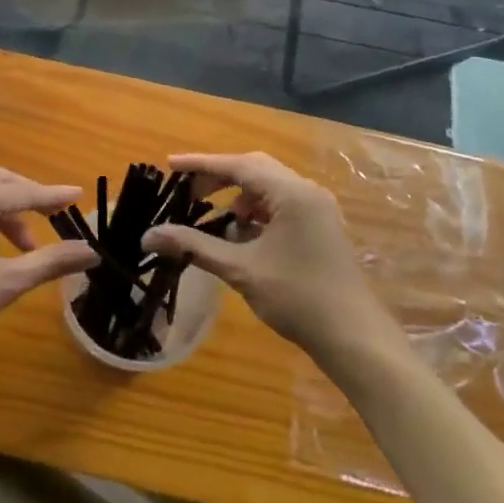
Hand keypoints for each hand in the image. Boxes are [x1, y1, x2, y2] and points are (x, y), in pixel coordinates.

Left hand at [0, 168, 97, 363]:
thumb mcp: (7, 283)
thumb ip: (50, 262)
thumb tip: (91, 251)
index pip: (22, 191)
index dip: (53, 195)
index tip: (79, 195)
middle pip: (0, 183)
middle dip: (29, 196)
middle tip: (54, 216)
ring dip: (10, 214)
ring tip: (29, 248)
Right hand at [142, 152, 381, 357]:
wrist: (354, 337)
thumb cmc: (297, 298)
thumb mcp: (240, 270)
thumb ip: (195, 246)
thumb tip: (150, 235)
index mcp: (292, 193)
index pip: (238, 165)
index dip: (202, 165)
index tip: (170, 165)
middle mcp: (307, 191)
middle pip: (255, 170)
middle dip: (219, 178)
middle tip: (188, 192)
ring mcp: (317, 208)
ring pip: (269, 187)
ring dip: (239, 196)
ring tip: (213, 217)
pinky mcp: (320, 225)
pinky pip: (281, 204)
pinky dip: (257, 211)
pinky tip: (241, 234)